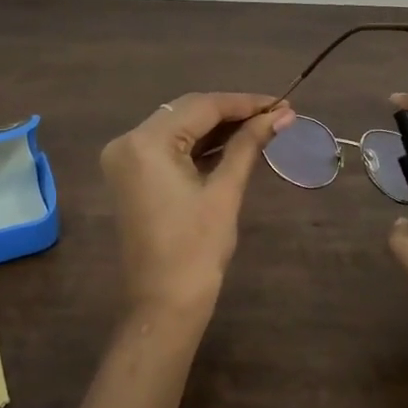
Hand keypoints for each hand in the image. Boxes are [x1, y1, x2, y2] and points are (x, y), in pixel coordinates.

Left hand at [100, 92, 295, 331]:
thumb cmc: (196, 250)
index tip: (282, 102)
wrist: (163, 305)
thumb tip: (282, 115)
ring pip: (178, 128)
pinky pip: (168, 149)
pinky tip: (233, 144)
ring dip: (217, 128)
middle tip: (276, 114)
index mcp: (145, 142)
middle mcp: (127, 142)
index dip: (244, 102)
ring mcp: (125, 159)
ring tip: (262, 126)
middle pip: (186, 113)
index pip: (200, 107)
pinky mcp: (132, 176)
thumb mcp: (225, 192)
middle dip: (232, 113)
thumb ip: (248, 145)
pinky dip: (199, 145)